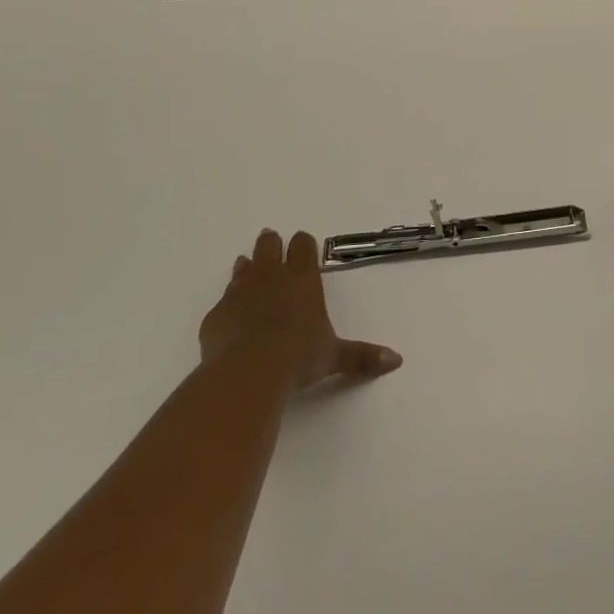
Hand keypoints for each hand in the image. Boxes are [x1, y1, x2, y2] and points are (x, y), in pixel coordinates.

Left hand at [199, 229, 402, 391]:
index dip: (303, 243)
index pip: (303, 245)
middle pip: (269, 246)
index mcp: (302, 278)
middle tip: (272, 240)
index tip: (303, 243)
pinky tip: (229, 314)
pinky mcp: (216, 315)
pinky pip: (222, 301)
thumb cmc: (299, 356)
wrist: (247, 372)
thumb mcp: (334, 356)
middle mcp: (271, 277)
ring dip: (247, 267)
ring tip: (246, 264)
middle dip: (271, 243)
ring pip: (243, 268)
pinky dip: (227, 303)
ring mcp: (239, 293)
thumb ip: (362, 356)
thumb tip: (397, 361)